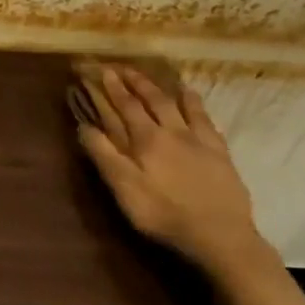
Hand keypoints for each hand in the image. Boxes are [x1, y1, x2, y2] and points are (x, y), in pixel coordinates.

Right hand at [68, 64, 281, 286]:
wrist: (220, 236)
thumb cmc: (164, 214)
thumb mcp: (124, 188)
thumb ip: (104, 155)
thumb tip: (84, 126)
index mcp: (146, 140)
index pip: (124, 106)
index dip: (111, 88)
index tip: (101, 70)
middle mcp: (171, 131)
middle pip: (151, 100)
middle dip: (134, 82)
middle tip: (122, 68)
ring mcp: (198, 139)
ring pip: (177, 104)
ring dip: (162, 88)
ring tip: (153, 76)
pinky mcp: (219, 151)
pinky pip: (205, 118)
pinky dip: (194, 103)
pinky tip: (191, 96)